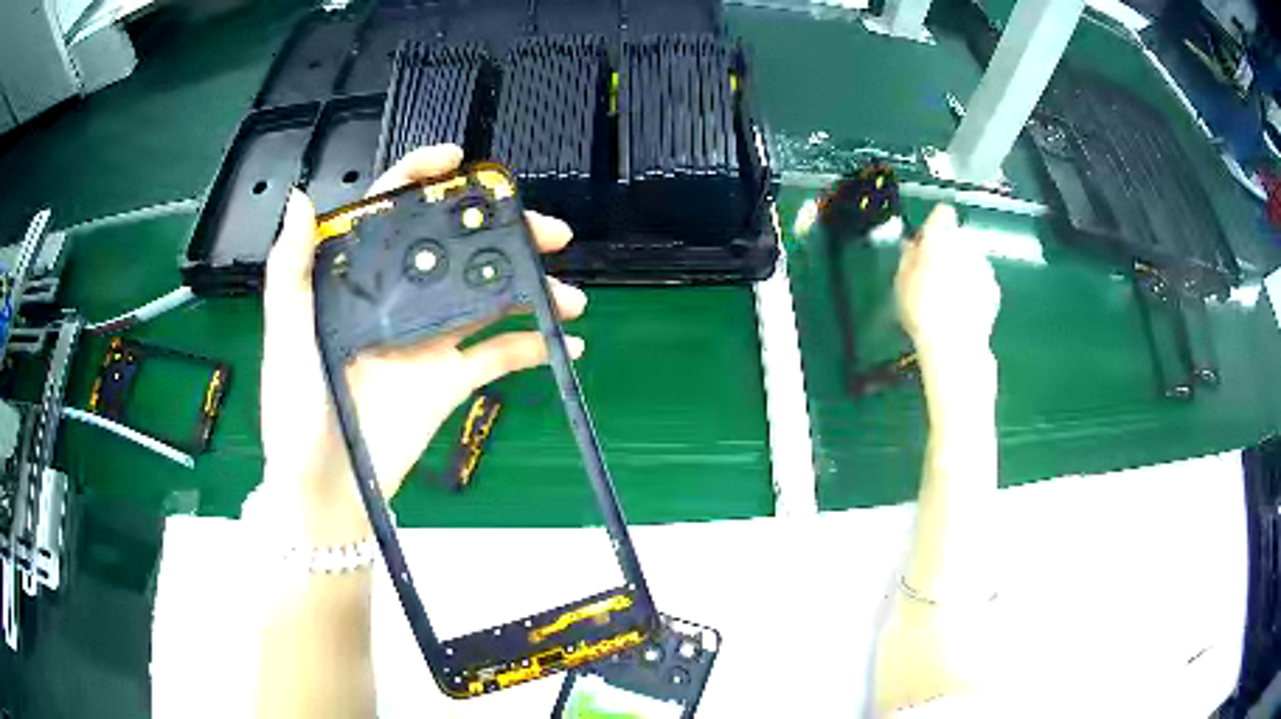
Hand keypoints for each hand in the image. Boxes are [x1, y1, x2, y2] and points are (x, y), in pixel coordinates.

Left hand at [259, 144, 586, 542]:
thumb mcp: (286, 338)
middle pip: (453, 249)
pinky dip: (533, 346)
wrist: (325, 489)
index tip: (456, 163)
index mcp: (356, 280)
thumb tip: (301, 198)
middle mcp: (396, 299)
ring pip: (487, 297)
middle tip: (546, 230)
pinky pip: (498, 356)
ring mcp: (427, 339)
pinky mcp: (448, 379)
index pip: (388, 215)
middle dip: (501, 232)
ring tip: (569, 295)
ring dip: (531, 289)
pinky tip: (565, 342)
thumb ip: (291, 272)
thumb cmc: (295, 413)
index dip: (420, 180)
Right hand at [895, 204, 999, 360]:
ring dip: (962, 269)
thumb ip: (909, 256)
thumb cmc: (922, 310)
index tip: (926, 241)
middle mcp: (966, 245)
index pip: (942, 213)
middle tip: (933, 273)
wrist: (954, 344)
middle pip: (958, 237)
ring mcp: (983, 267)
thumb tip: (913, 247)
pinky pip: (981, 281)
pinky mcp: (994, 289)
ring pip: (971, 259)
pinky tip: (961, 308)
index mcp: (940, 236)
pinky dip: (973, 289)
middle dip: (948, 249)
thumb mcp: (902, 280)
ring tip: (947, 296)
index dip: (934, 225)